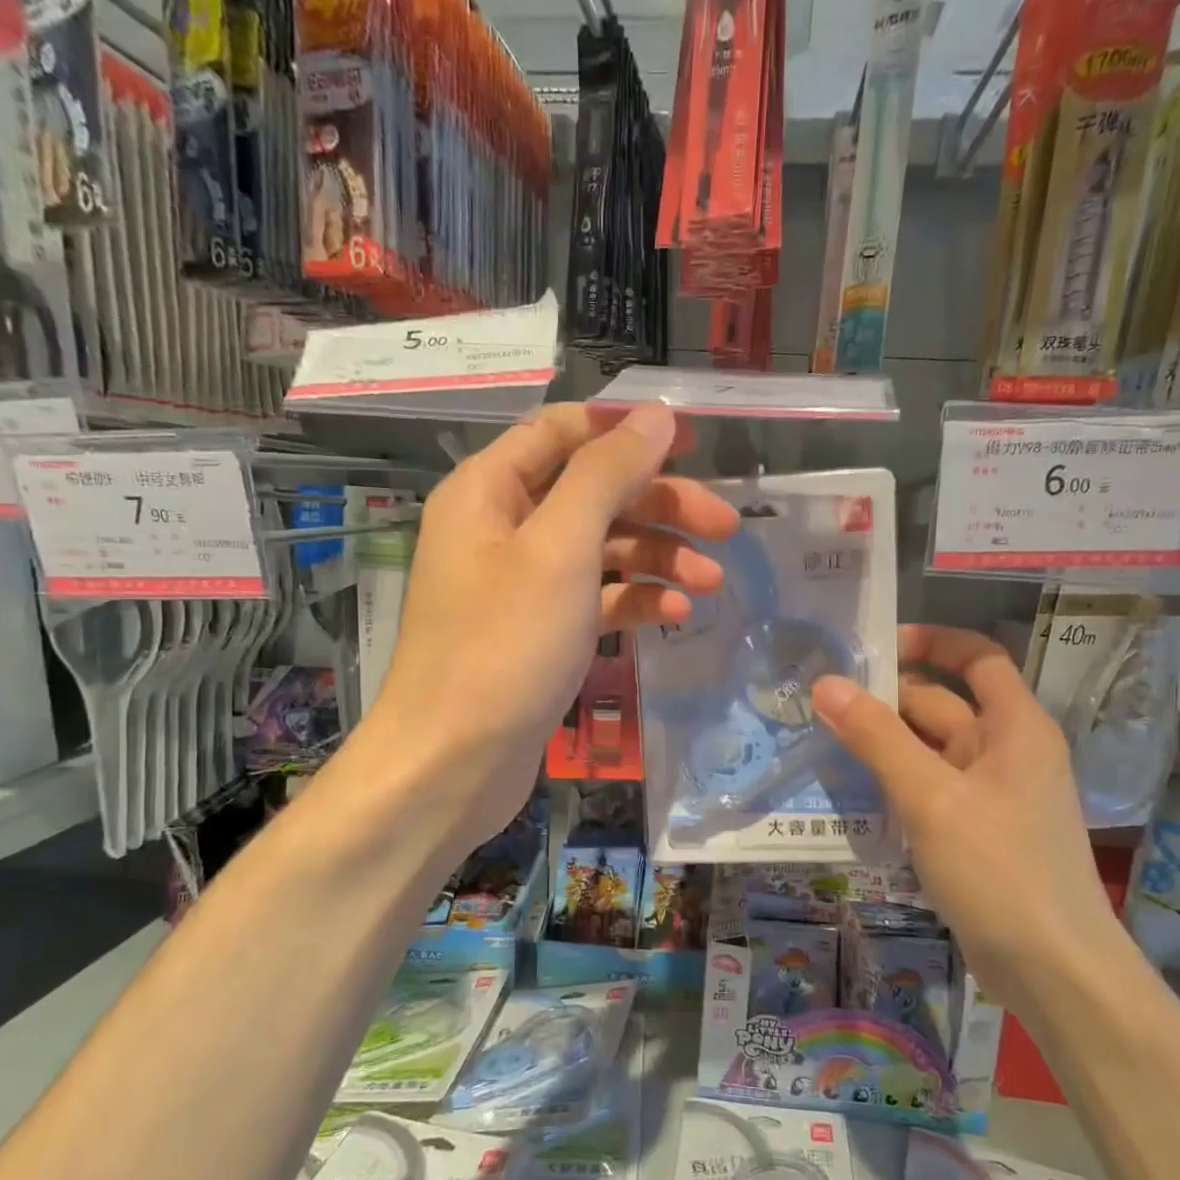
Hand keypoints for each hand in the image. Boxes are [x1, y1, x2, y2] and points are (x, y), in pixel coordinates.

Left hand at [349, 402, 738, 856]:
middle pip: (592, 493)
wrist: (452, 764)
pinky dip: (636, 600)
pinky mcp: (540, 634)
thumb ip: (606, 474)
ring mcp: (522, 585)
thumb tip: (656, 415)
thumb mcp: (559, 549)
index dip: (628, 430)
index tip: (694, 442)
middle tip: (726, 527)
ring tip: (711, 582)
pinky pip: (596, 599)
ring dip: (658, 557)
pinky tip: (677, 617)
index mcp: (490, 490)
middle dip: (660, 503)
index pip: (563, 432)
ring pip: (601, 549)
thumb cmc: (503, 647)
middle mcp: (502, 529)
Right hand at [812, 626, 1128, 1008]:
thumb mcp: (931, 797)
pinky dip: (897, 781)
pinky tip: (855, 790)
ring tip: (824, 738)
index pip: (977, 657)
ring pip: (931, 750)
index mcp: (1015, 727)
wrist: (1053, 969)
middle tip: (822, 699)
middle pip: (944, 704)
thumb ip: (877, 737)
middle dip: (888, 698)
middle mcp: (1007, 751)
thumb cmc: (999, 870)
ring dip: (886, 743)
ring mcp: (993, 794)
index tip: (874, 644)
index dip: (931, 641)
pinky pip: (931, 788)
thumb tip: (826, 683)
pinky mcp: (977, 831)